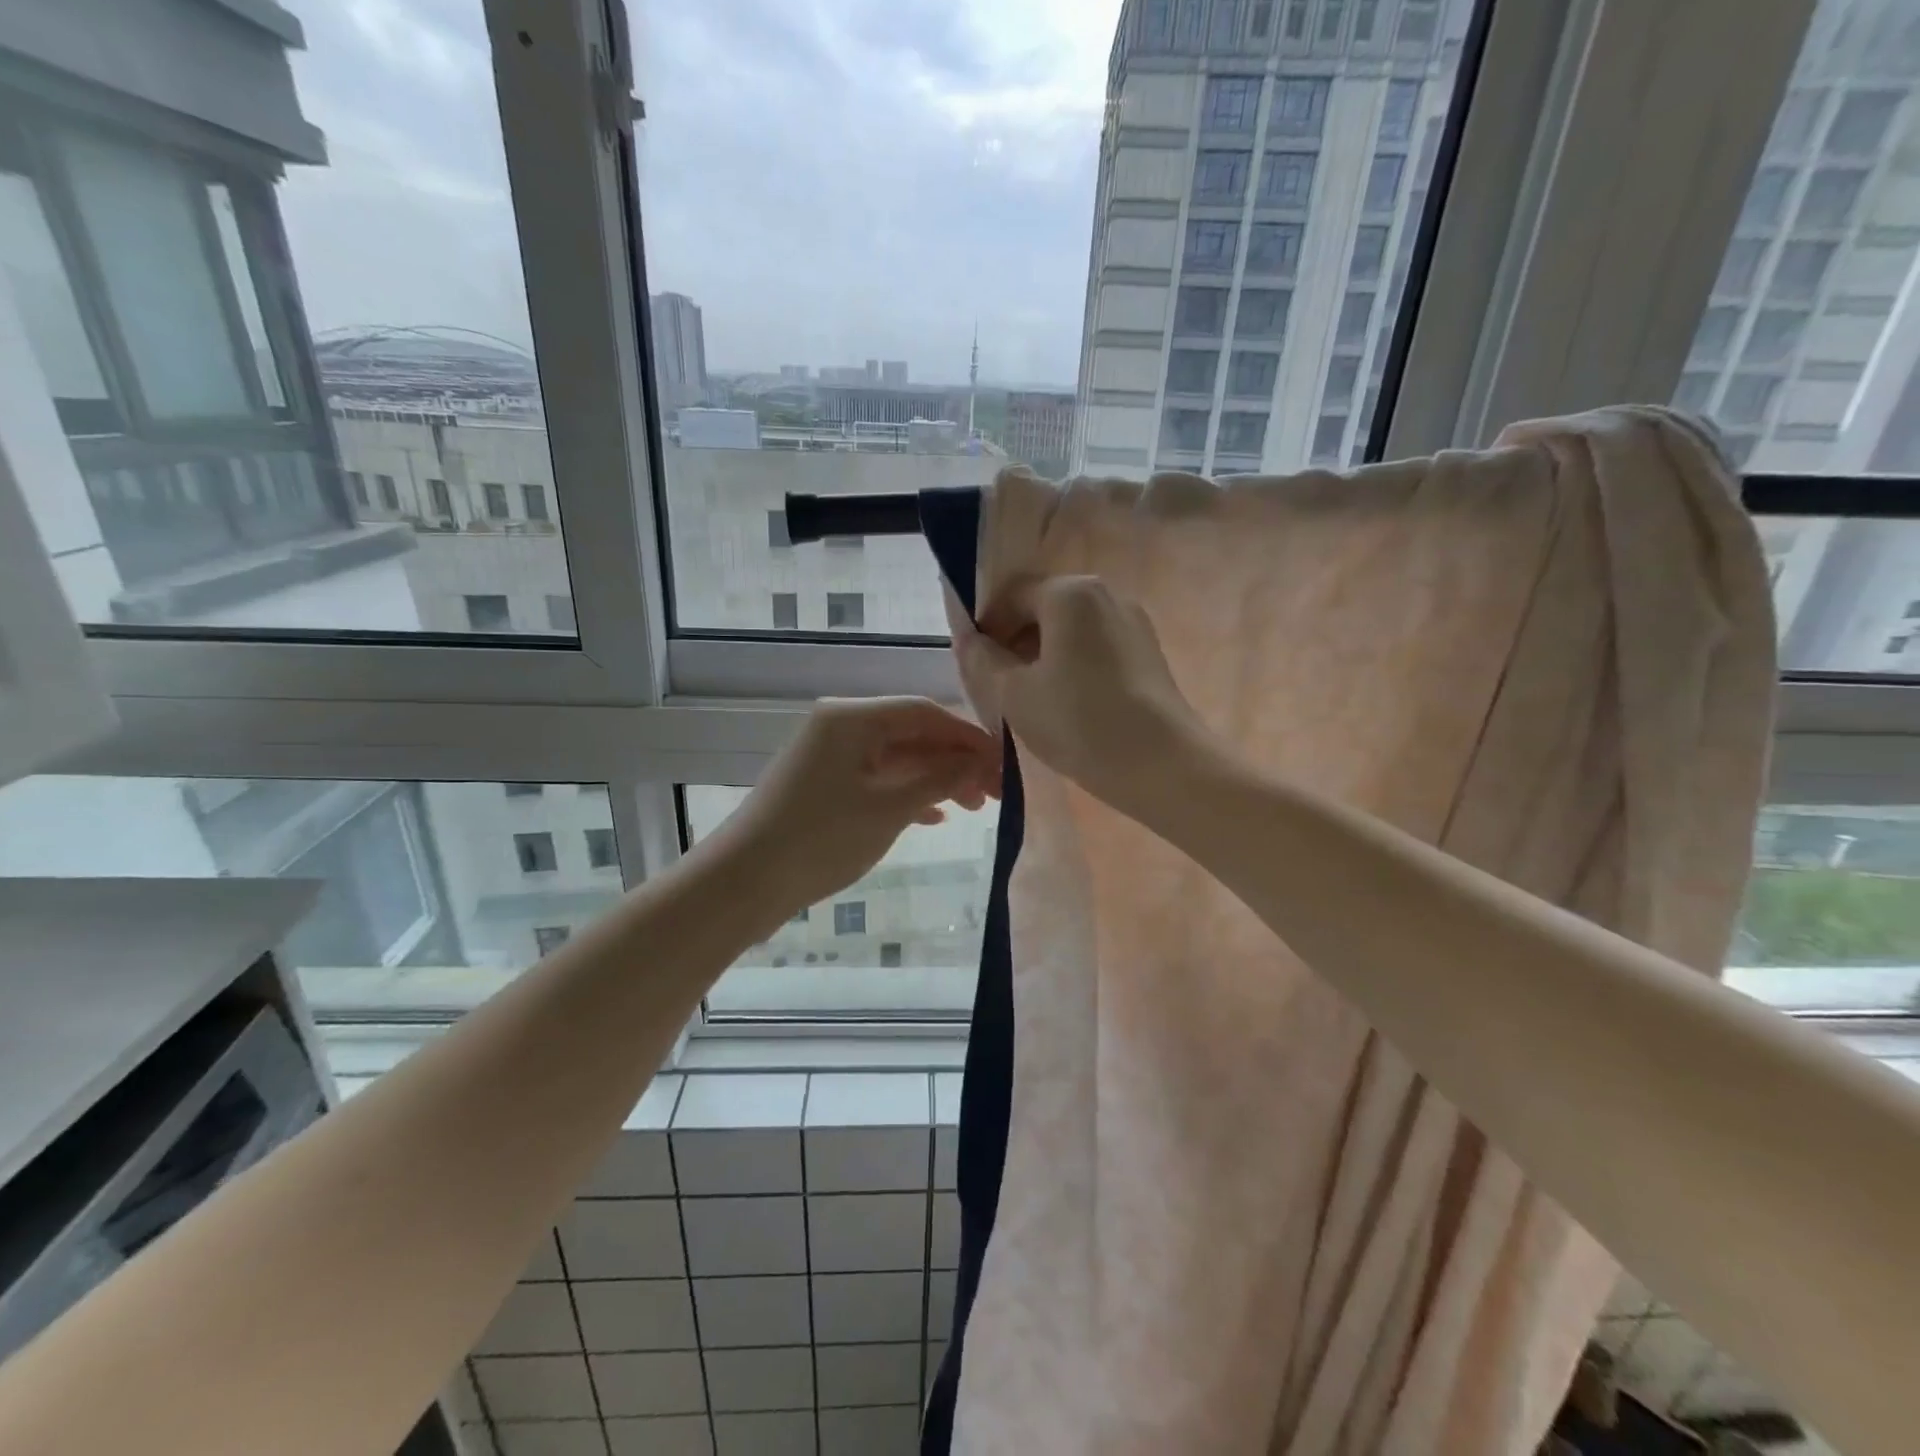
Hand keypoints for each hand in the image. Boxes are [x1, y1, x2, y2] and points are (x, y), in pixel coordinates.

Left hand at [718, 697, 999, 920]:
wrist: (744, 882)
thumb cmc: (821, 838)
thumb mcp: (889, 808)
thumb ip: (939, 780)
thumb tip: (979, 763)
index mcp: (852, 718)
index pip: (924, 712)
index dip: (968, 737)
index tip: (1004, 764)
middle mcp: (840, 726)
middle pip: (912, 733)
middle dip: (955, 761)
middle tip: (996, 794)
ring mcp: (829, 756)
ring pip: (896, 758)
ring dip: (935, 779)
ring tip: (974, 807)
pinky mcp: (823, 785)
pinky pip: (876, 779)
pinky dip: (907, 793)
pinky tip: (933, 816)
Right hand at [957, 575, 1207, 819]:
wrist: (1163, 765)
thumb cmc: (1079, 722)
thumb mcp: (1014, 695)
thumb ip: (982, 660)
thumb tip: (968, 639)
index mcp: (1070, 593)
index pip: (1012, 595)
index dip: (987, 628)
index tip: (976, 666)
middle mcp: (1106, 594)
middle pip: (1044, 609)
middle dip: (1015, 642)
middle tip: (999, 686)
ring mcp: (1133, 623)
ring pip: (1072, 631)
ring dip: (1044, 656)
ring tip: (1032, 700)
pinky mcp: (1148, 653)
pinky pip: (1097, 647)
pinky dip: (1073, 666)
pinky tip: (1068, 705)